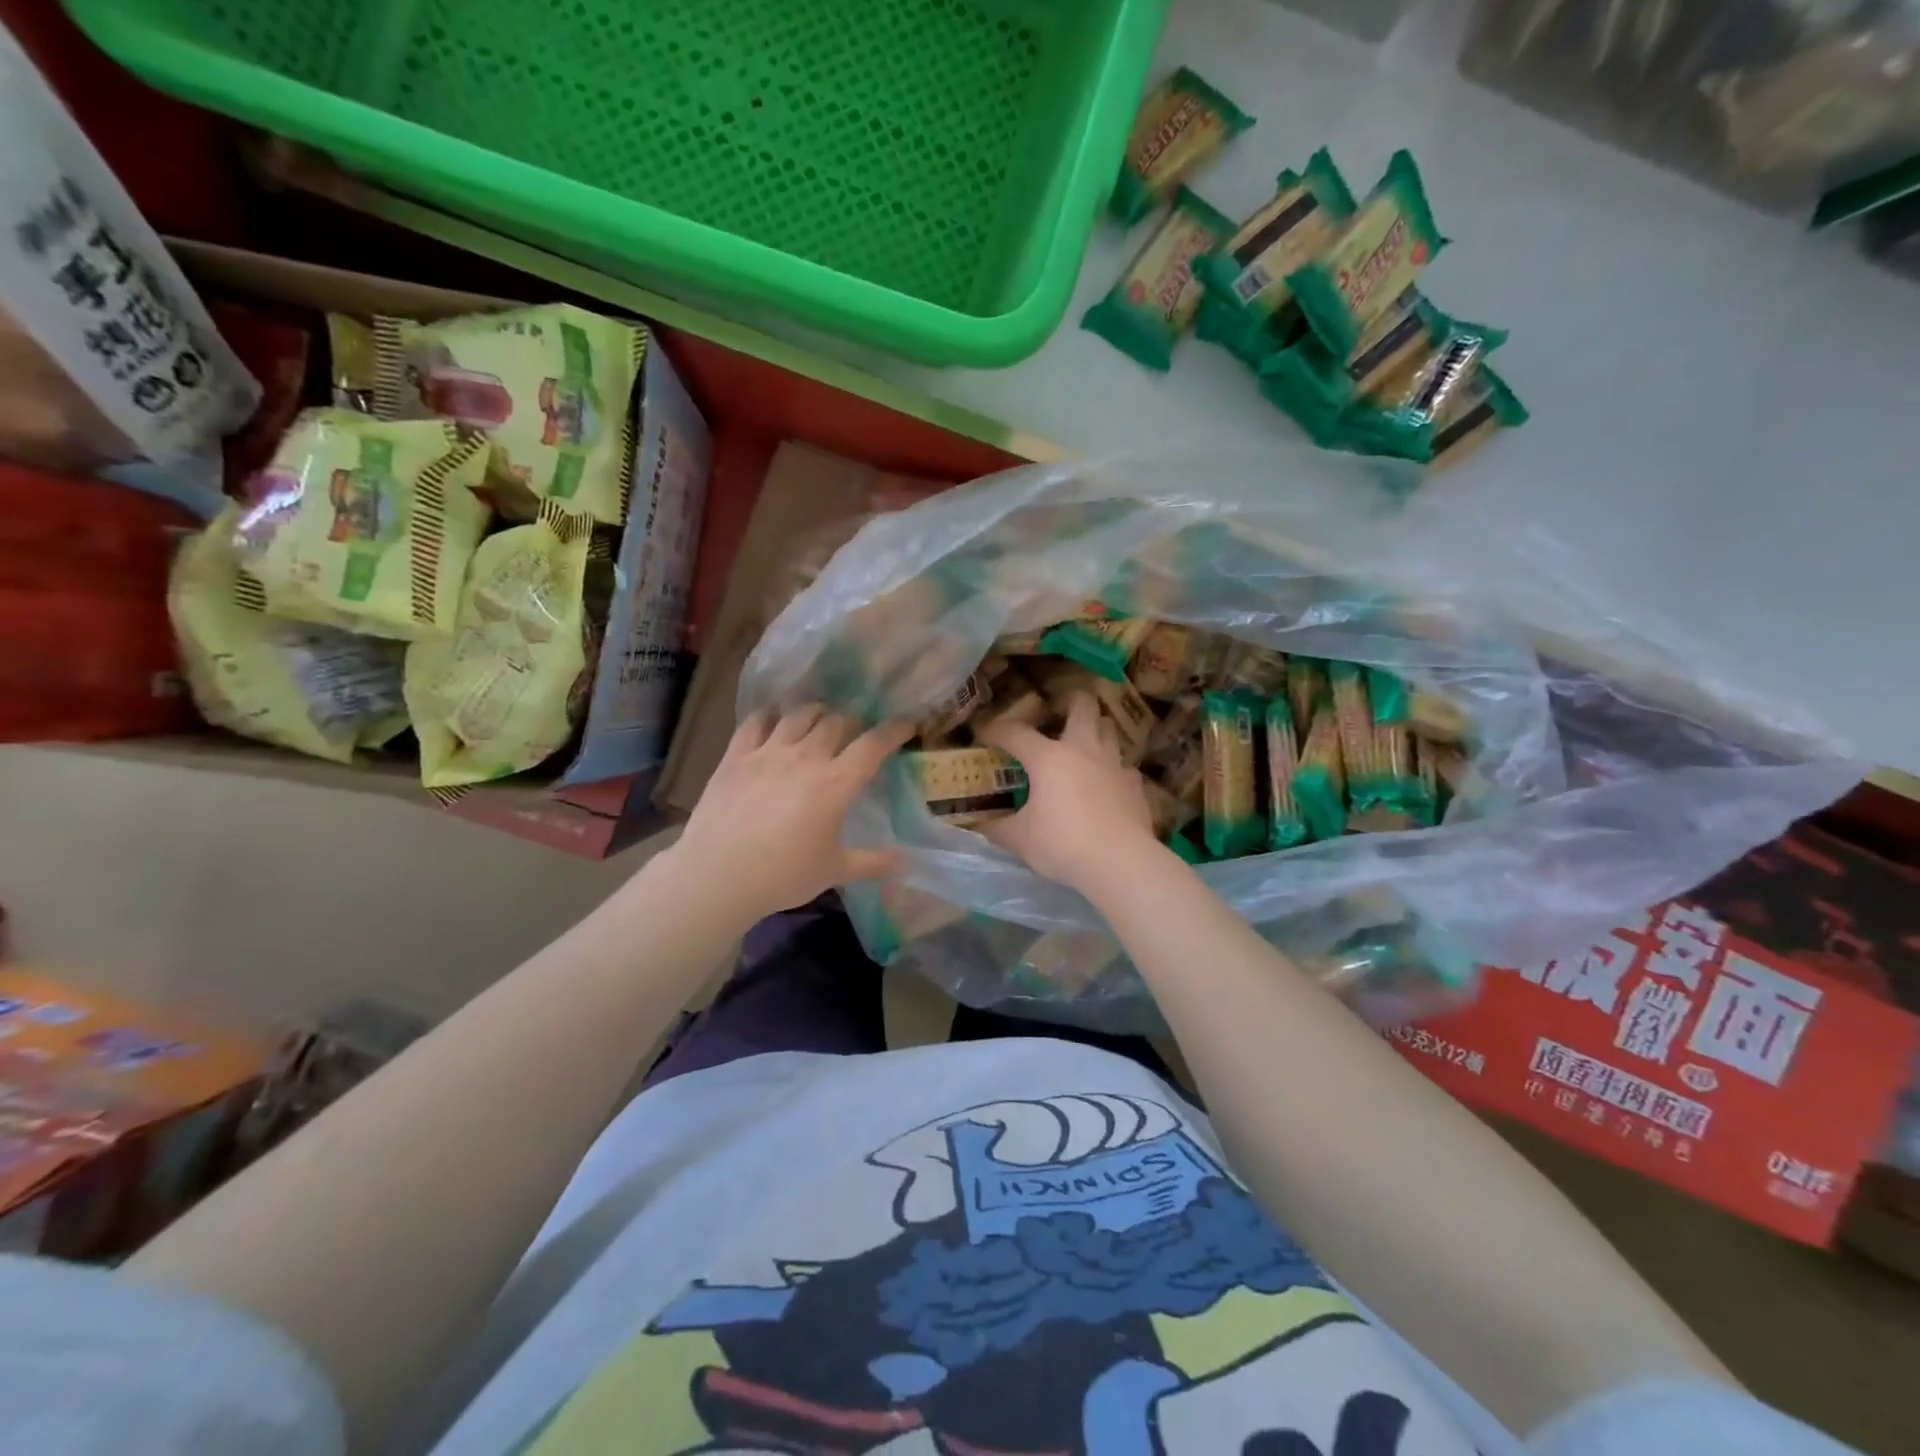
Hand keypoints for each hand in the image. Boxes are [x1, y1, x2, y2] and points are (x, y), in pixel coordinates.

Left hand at [672, 706, 913, 919]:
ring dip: (816, 712)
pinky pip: (756, 722)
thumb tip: (906, 864)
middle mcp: (806, 757)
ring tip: (820, 718)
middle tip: (855, 732)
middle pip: (836, 722)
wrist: (718, 875)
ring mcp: (768, 752)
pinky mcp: (736, 756)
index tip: (906, 724)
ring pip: (799, 715)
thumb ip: (873, 863)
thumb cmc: (783, 875)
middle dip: (852, 722)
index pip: (873, 744)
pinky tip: (774, 719)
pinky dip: (770, 715)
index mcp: (836, 783)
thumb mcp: (834, 870)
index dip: (893, 730)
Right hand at [975, 692, 1155, 893]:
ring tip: (1086, 743)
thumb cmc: (1061, 843)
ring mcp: (1114, 765)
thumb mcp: (1019, 839)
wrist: (1119, 862)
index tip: (984, 734)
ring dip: (1097, 730)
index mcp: (1048, 757)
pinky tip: (1108, 785)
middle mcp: (1083, 750)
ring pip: (1109, 730)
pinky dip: (1114, 771)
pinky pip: (1124, 767)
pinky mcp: (1135, 786)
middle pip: (1083, 707)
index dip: (996, 730)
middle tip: (1063, 709)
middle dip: (1073, 701)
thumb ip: (996, 828)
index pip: (1015, 732)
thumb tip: (977, 825)